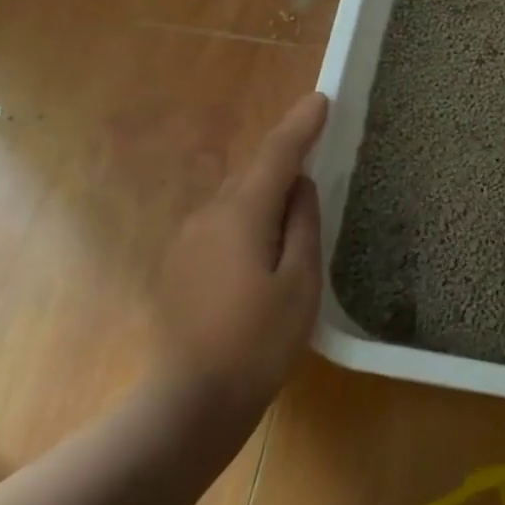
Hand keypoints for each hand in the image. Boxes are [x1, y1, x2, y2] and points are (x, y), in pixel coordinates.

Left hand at [156, 91, 328, 414]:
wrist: (189, 405)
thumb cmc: (256, 345)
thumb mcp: (299, 284)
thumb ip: (301, 225)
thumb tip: (300, 186)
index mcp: (240, 214)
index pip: (276, 154)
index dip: (301, 125)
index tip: (322, 99)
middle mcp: (208, 215)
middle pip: (254, 171)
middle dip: (286, 153)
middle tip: (317, 140)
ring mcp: (189, 240)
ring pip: (237, 197)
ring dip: (268, 186)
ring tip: (298, 192)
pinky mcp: (182, 264)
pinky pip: (224, 221)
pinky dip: (251, 213)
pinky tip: (267, 237)